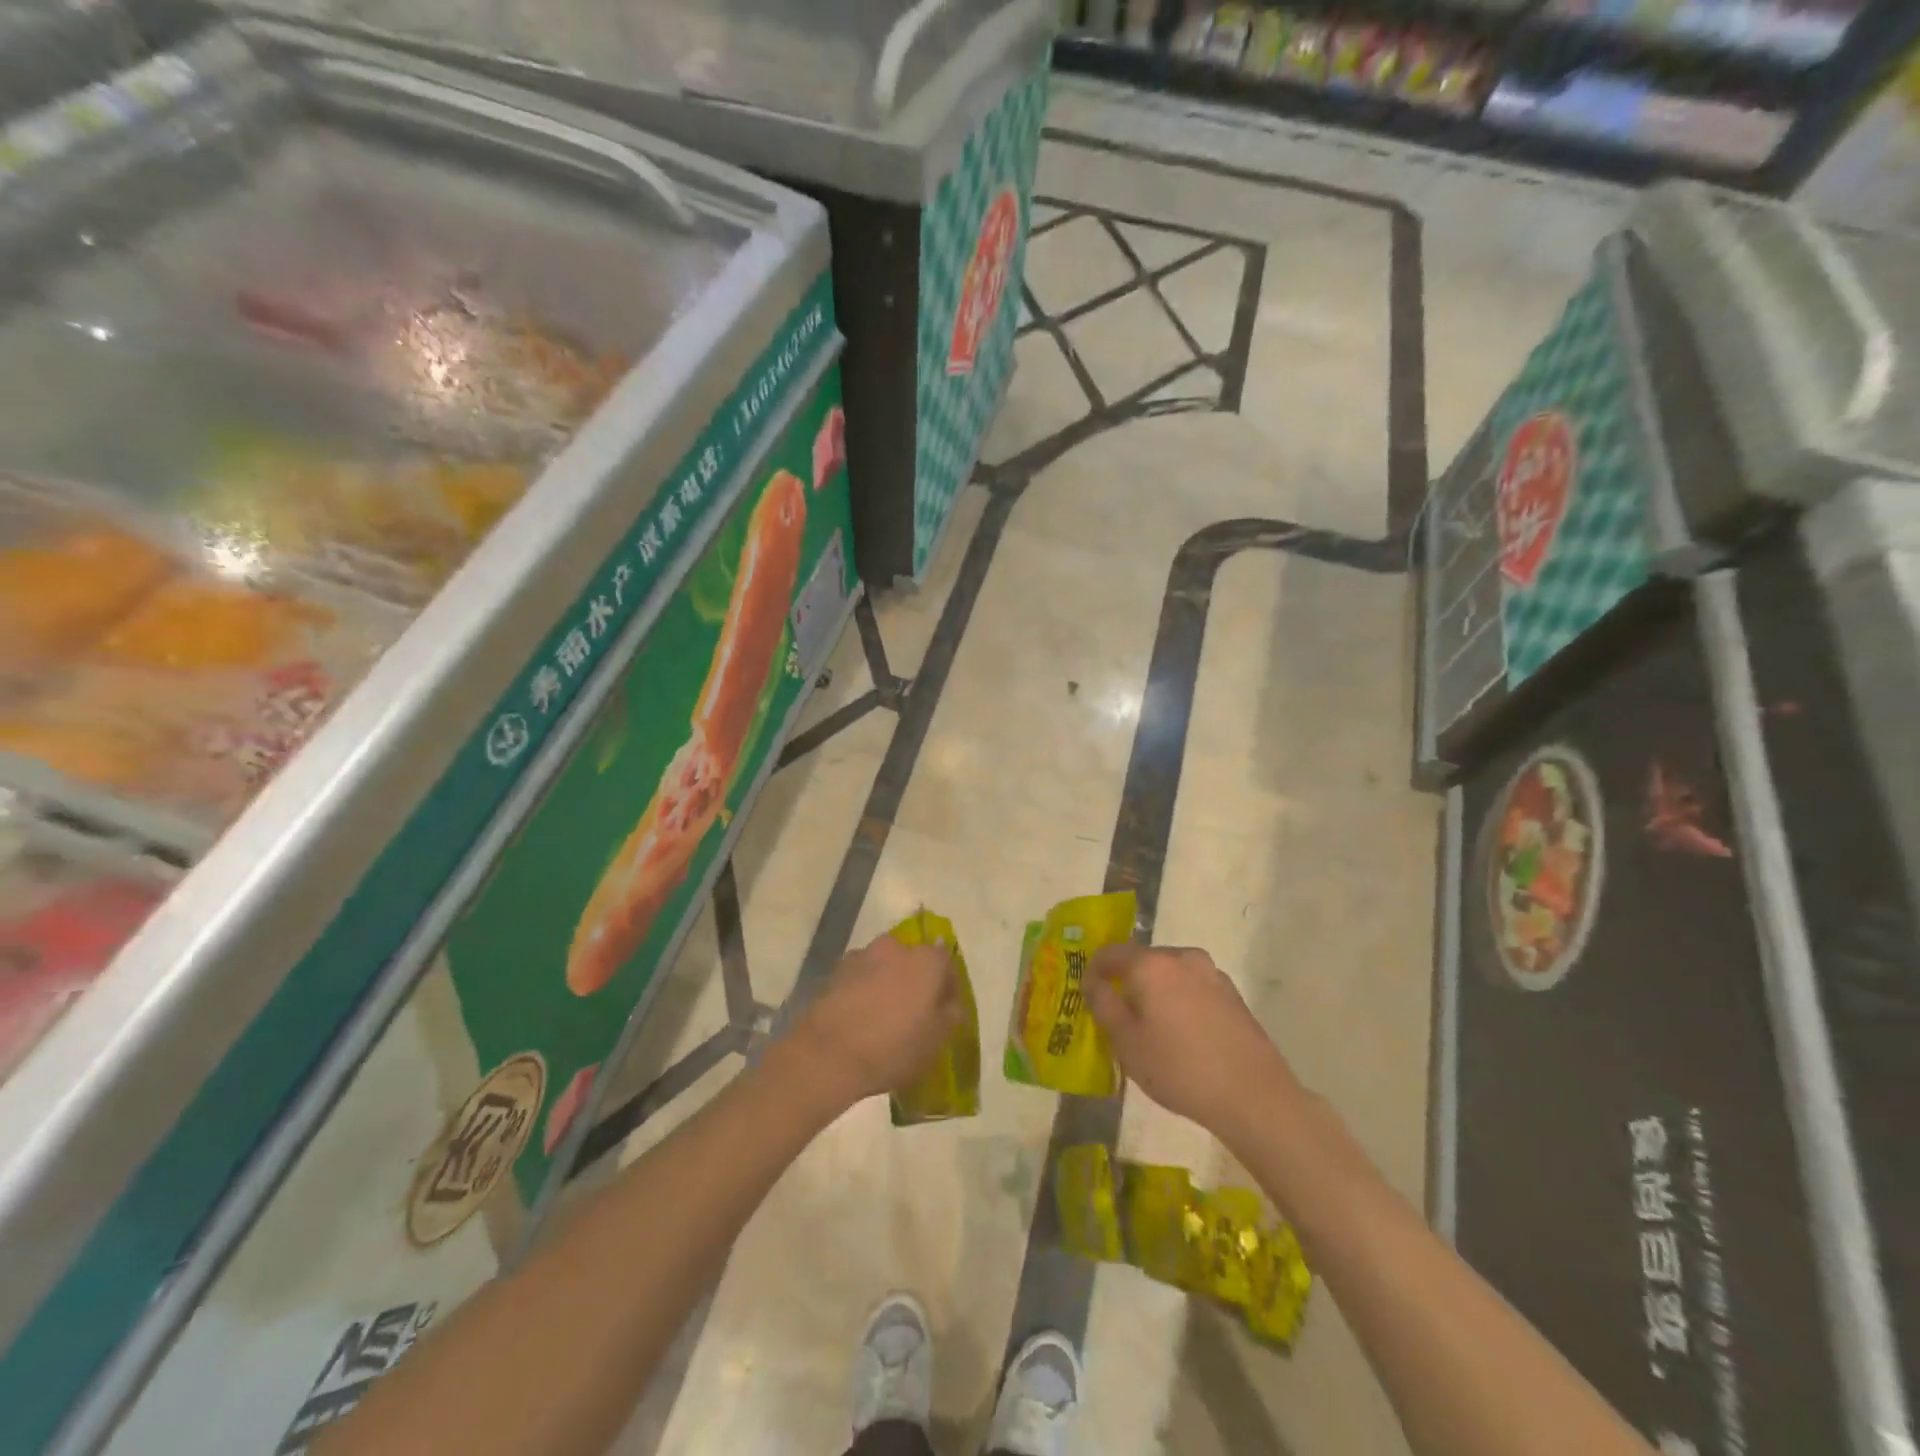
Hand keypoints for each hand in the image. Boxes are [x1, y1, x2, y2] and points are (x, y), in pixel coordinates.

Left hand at [786, 933, 963, 1107]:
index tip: (944, 1011)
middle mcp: (896, 947)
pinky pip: (860, 978)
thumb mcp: (935, 1041)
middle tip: (914, 1013)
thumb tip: (950, 1003)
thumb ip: (950, 1015)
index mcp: (926, 960)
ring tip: (883, 1017)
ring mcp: (862, 955)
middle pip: (913, 961)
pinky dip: (864, 991)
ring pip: (885, 967)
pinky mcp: (835, 971)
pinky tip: (860, 1018)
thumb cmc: (893, 1047)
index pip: (947, 963)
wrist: (827, 1054)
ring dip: (888, 984)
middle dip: (916, 982)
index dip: (948, 987)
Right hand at [1087, 944, 1293, 1140]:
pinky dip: (1180, 1001)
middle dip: (1126, 983)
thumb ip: (1103, 1004)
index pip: (1110, 953)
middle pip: (1142, 961)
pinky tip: (1184, 1036)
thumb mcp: (1127, 1042)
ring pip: (1169, 974)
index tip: (1089, 998)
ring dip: (1155, 992)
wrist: (1253, 1095)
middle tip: (1120, 1018)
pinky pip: (1192, 987)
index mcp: (1151, 964)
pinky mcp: (1232, 993)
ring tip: (1154, 1030)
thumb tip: (1093, 981)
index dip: (1094, 972)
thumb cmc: (1179, 1068)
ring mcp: (1211, 973)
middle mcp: (1181, 957)